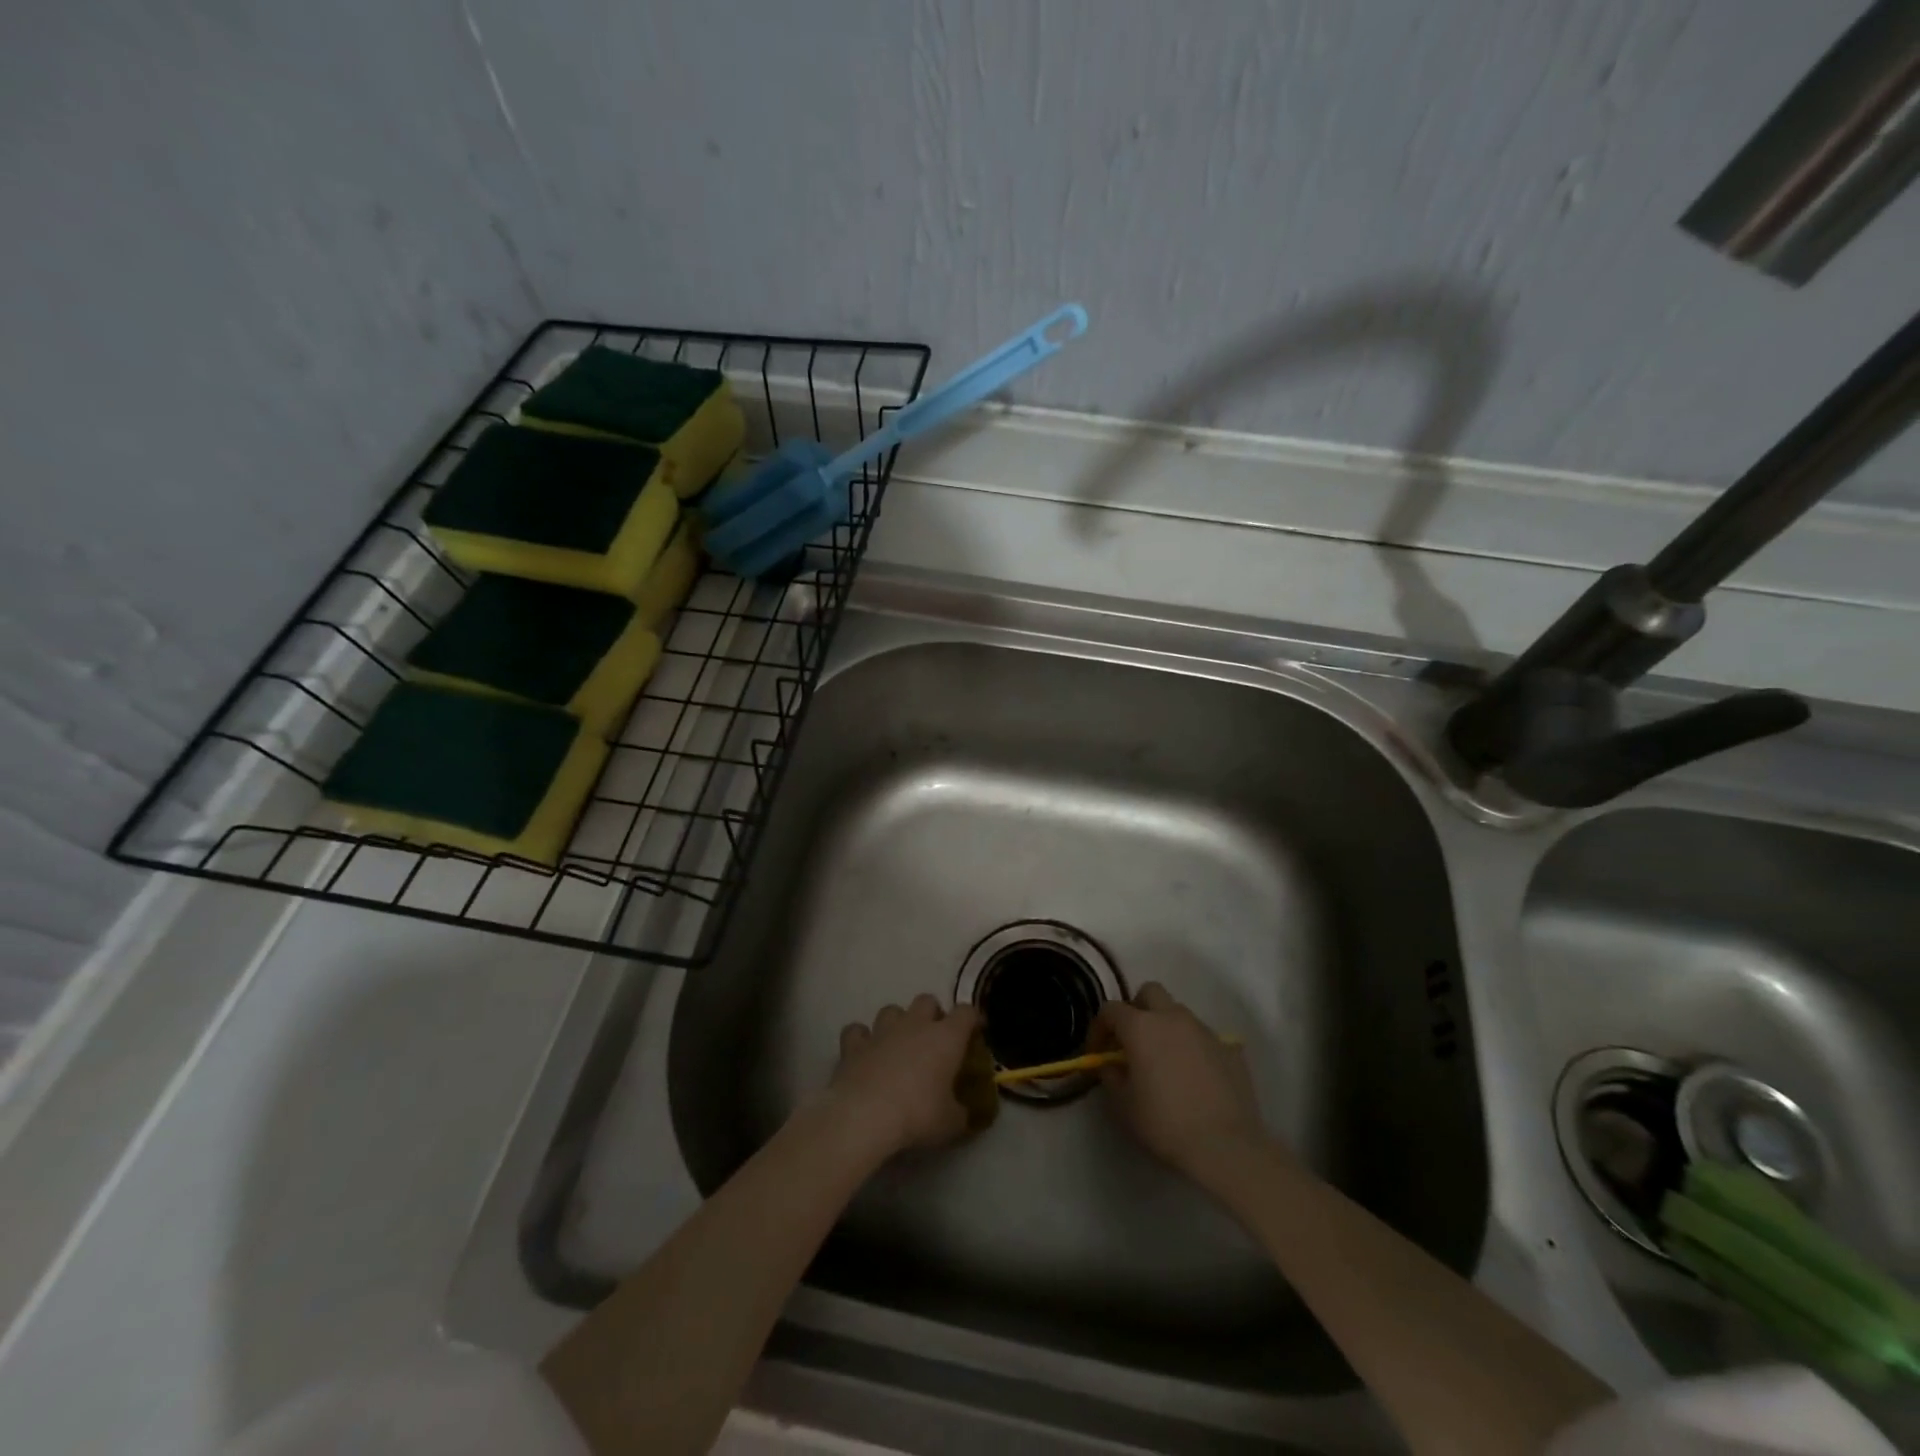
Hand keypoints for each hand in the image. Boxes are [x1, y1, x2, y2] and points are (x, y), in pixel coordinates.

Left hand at [824, 995, 981, 1158]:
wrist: (865, 1116)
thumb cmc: (918, 1115)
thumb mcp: (951, 1123)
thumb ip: (961, 1114)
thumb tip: (964, 1114)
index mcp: (946, 1037)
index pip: (966, 1013)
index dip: (972, 1019)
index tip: (975, 1032)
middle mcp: (915, 1024)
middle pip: (927, 1000)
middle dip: (932, 1014)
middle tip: (934, 1039)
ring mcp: (882, 1031)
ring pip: (891, 1010)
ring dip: (897, 1022)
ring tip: (898, 1044)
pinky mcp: (854, 1045)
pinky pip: (857, 1031)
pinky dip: (861, 1038)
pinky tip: (864, 1052)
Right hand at [1093, 982, 1267, 1179]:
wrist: (1226, 1146)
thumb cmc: (1165, 1123)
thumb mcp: (1123, 1106)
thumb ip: (1111, 1076)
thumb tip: (1112, 1065)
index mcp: (1141, 1027)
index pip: (1111, 1010)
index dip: (1099, 1028)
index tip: (1098, 1052)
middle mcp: (1172, 1018)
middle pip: (1150, 993)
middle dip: (1137, 1009)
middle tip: (1133, 1040)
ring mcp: (1204, 1030)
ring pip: (1178, 1013)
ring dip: (1166, 1027)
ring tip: (1165, 1060)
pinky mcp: (1229, 1048)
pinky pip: (1203, 1037)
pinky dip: (1192, 1047)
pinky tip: (1194, 1076)